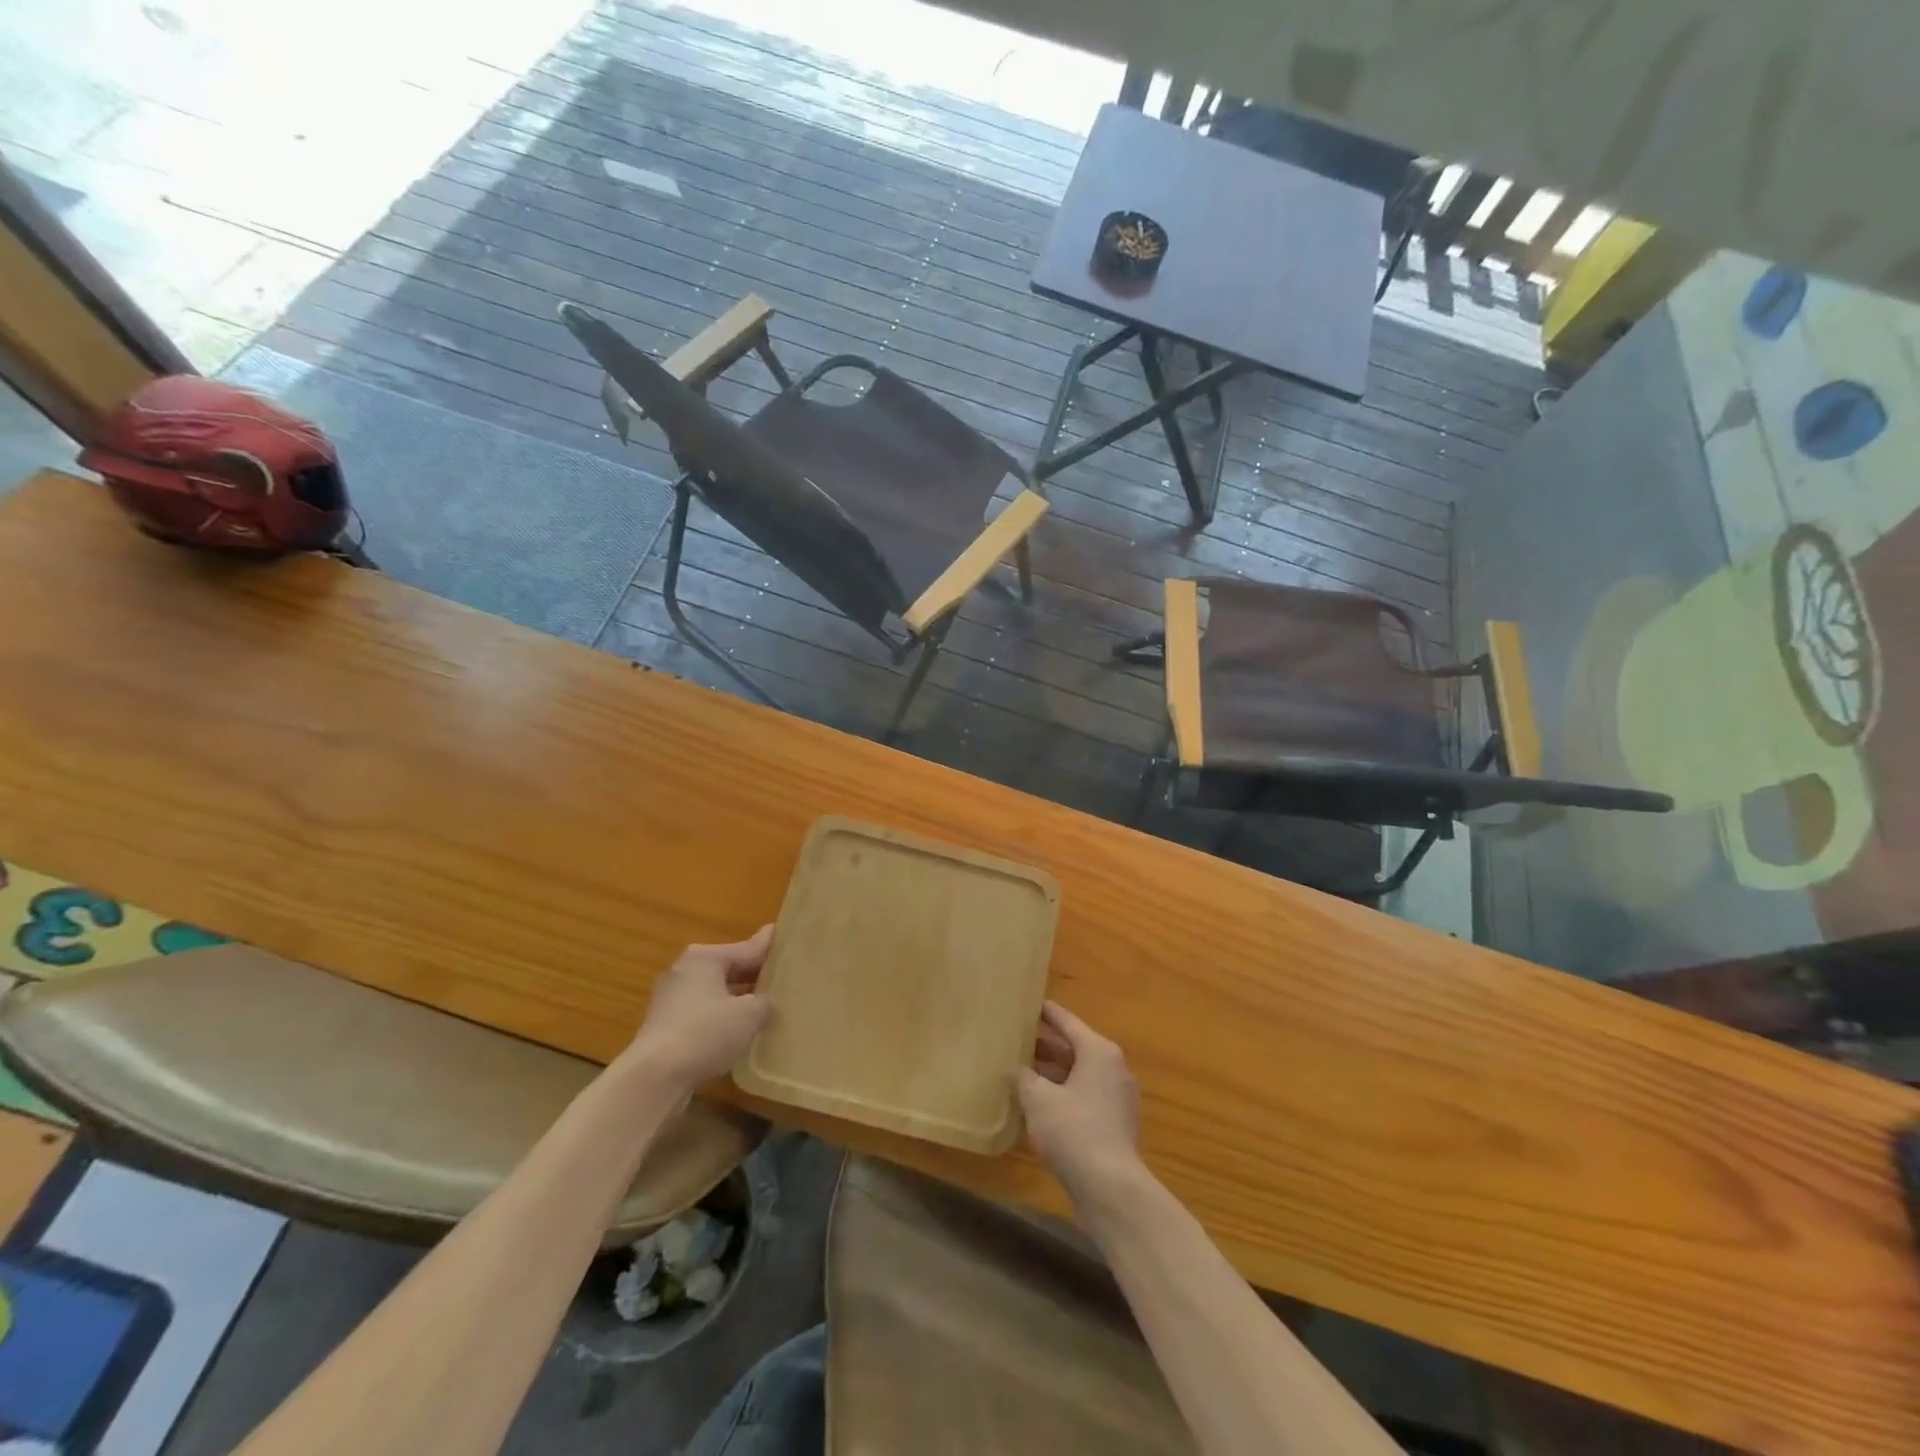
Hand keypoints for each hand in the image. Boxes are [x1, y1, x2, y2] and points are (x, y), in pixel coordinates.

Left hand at [626, 927, 772, 1091]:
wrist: (654, 1077)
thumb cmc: (705, 1033)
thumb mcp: (748, 1014)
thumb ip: (764, 1000)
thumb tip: (764, 999)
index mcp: (705, 957)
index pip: (748, 948)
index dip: (770, 948)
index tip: (788, 939)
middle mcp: (685, 970)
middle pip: (729, 969)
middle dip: (754, 976)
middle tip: (783, 979)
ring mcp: (671, 998)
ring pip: (714, 992)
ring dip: (736, 1000)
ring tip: (765, 1007)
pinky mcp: (664, 1025)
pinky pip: (702, 1014)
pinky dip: (719, 1018)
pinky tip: (737, 1032)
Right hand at [1017, 1002, 1144, 1199]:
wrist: (1110, 1188)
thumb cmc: (1073, 1131)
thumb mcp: (1038, 1099)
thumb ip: (1024, 1077)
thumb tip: (1016, 1069)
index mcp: (1099, 1051)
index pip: (1068, 1022)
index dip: (1047, 1013)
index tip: (1029, 1004)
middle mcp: (1114, 1068)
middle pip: (1075, 1048)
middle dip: (1047, 1045)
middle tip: (1018, 1038)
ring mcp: (1118, 1097)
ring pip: (1080, 1074)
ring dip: (1054, 1072)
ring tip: (1023, 1070)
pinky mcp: (1116, 1124)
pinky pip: (1086, 1096)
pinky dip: (1065, 1093)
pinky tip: (1040, 1104)